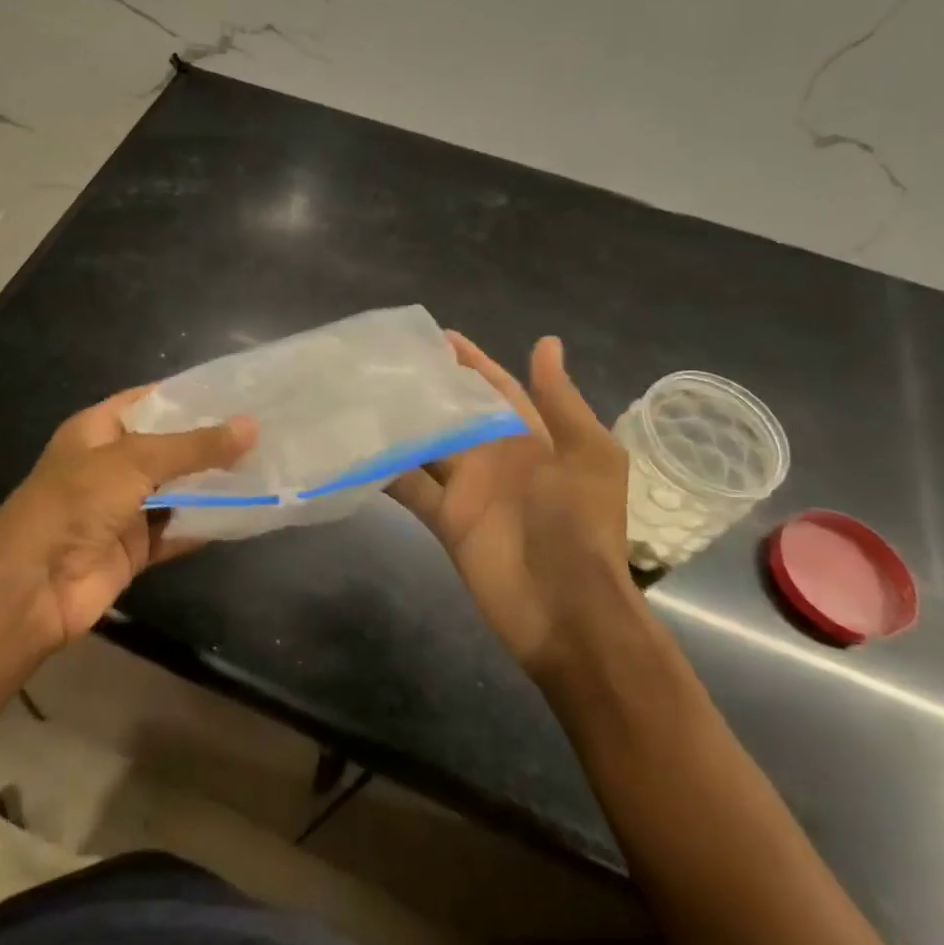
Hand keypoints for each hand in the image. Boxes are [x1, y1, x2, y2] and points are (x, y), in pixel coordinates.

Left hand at [0, 387, 256, 645]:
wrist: (32, 587)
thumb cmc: (76, 502)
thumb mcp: (135, 461)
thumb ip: (194, 446)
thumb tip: (251, 426)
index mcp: (98, 429)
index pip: (150, 400)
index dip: (189, 395)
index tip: (237, 391)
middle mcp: (111, 464)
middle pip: (168, 446)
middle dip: (210, 441)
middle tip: (264, 429)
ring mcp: (123, 507)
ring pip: (177, 489)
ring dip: (212, 483)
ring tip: (266, 465)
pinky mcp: (135, 548)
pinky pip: (177, 530)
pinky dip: (205, 524)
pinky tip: (245, 512)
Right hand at [388, 334, 634, 668]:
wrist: (569, 609)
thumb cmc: (582, 524)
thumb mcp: (588, 456)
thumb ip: (560, 402)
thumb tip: (546, 343)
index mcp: (531, 438)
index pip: (496, 388)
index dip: (472, 362)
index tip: (439, 335)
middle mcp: (495, 456)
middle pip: (454, 412)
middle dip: (427, 387)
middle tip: (384, 358)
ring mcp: (467, 488)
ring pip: (426, 445)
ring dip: (400, 422)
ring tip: (362, 391)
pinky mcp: (445, 519)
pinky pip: (410, 486)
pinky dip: (385, 469)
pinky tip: (355, 446)